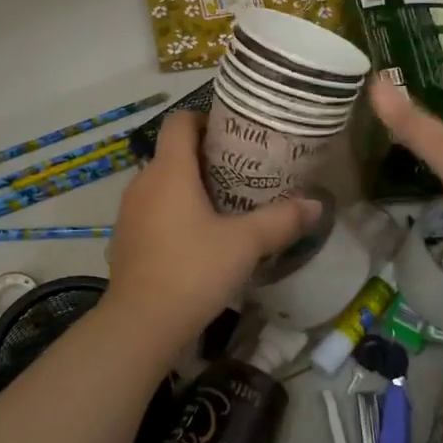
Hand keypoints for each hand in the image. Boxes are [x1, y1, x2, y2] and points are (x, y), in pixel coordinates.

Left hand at [104, 109, 318, 349]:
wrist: (141, 324)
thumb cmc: (193, 270)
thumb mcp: (245, 244)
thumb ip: (281, 220)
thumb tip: (316, 205)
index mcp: (169, 171)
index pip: (179, 121)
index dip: (204, 118)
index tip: (234, 133)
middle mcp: (142, 183)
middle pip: (173, 153)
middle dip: (206, 156)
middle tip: (243, 171)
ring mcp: (129, 213)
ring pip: (162, 185)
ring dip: (190, 188)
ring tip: (226, 204)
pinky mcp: (126, 240)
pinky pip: (153, 212)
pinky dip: (175, 213)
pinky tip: (200, 238)